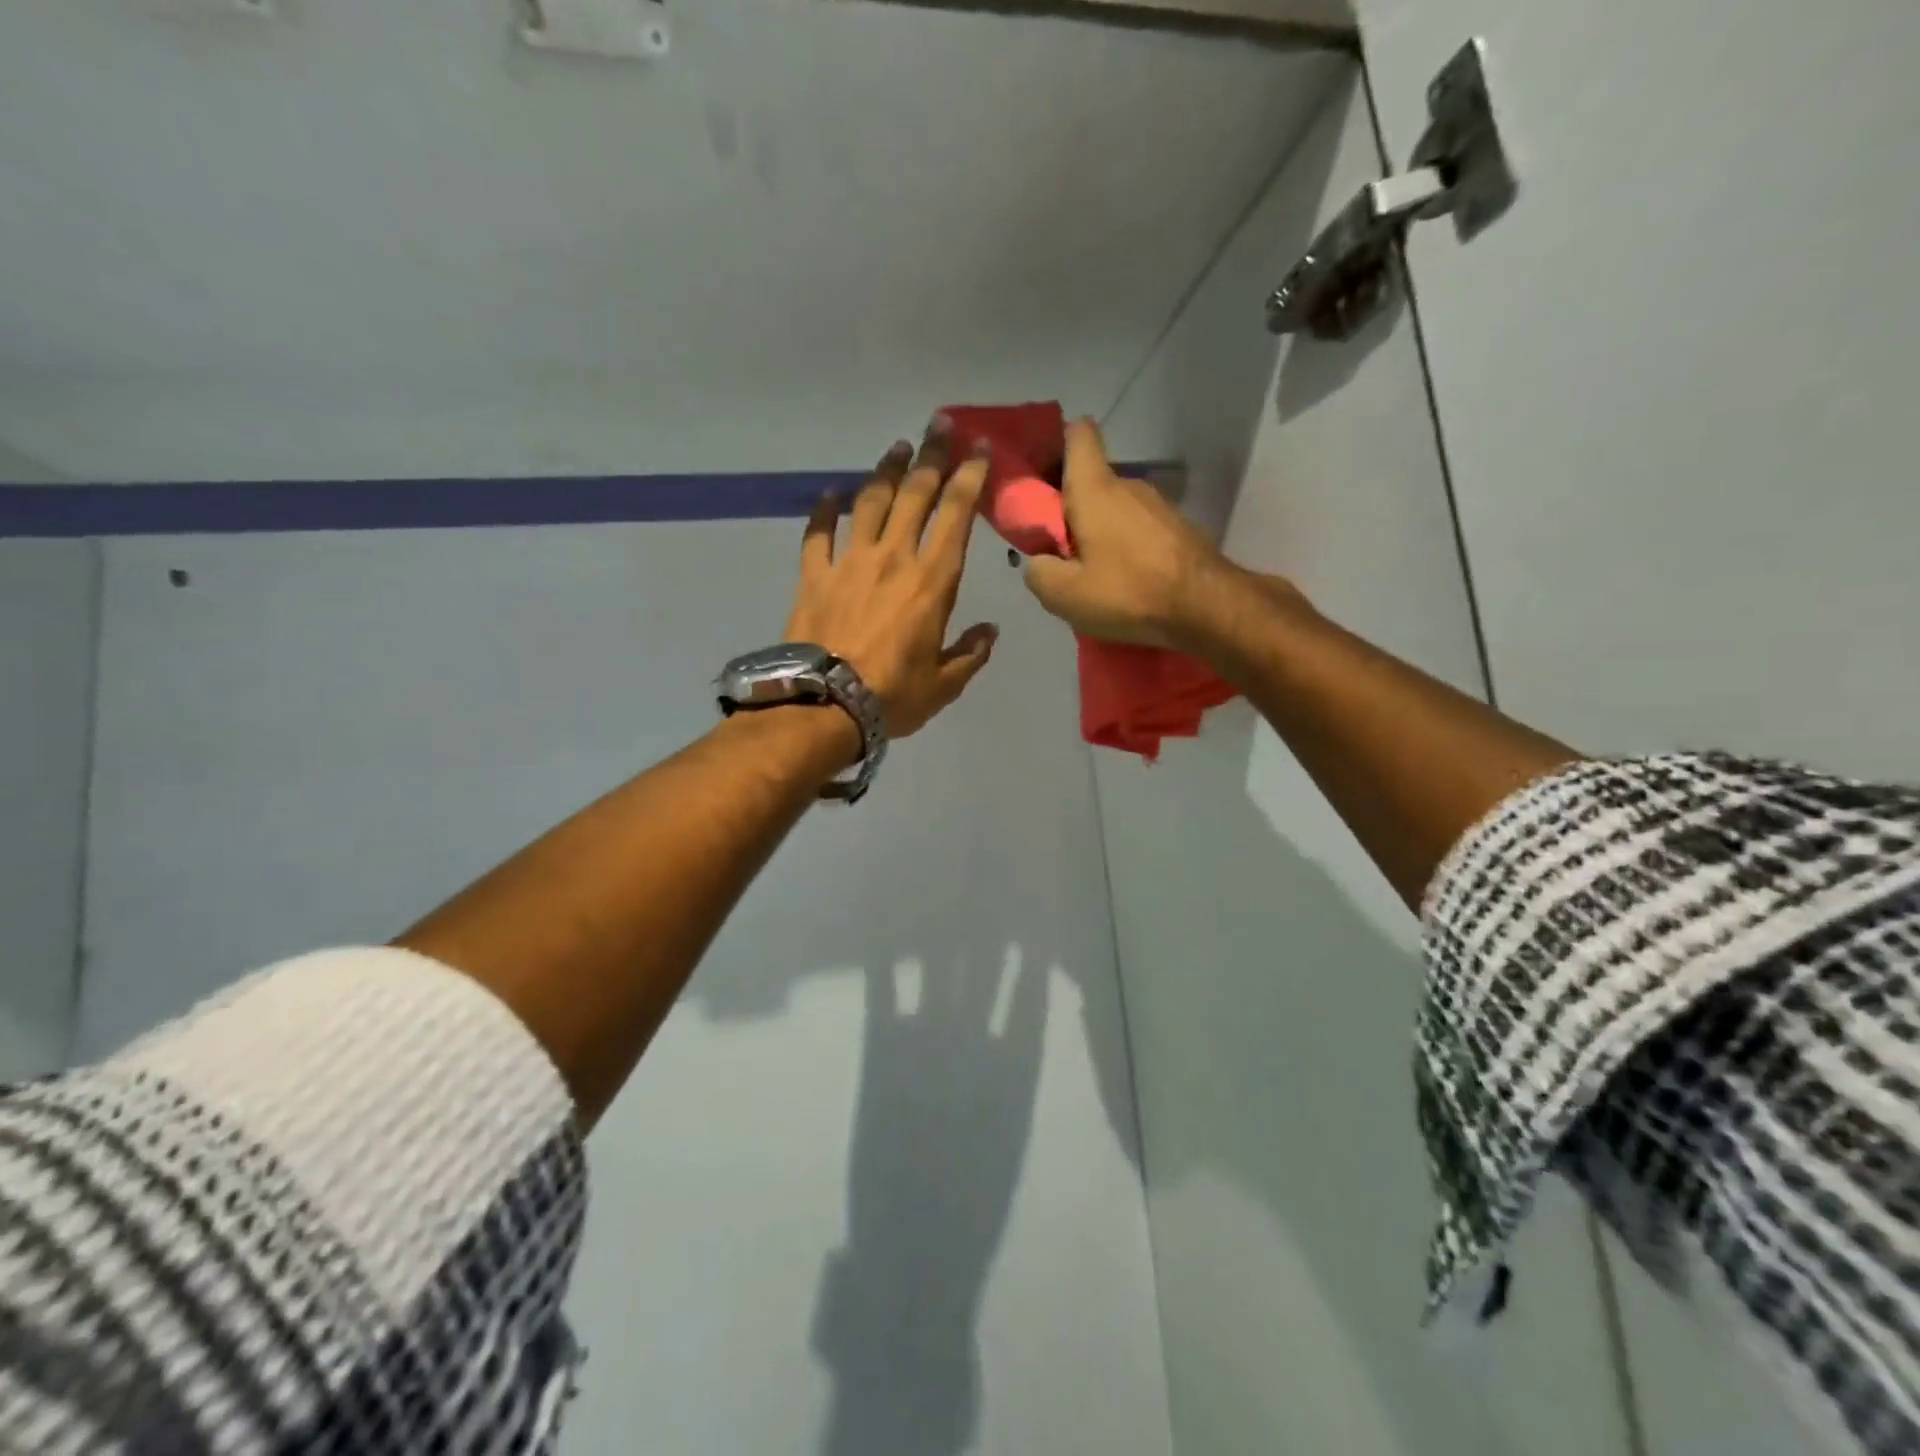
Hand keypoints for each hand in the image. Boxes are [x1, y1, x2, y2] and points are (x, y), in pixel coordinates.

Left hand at [785, 420, 997, 738]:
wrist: (825, 705)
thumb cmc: (892, 696)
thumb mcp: (945, 684)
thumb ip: (971, 653)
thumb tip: (990, 631)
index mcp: (932, 581)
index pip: (956, 515)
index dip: (970, 476)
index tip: (979, 447)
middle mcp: (893, 558)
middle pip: (915, 494)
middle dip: (931, 456)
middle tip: (940, 425)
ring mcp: (850, 562)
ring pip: (871, 502)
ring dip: (886, 471)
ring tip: (898, 448)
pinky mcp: (814, 574)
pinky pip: (818, 533)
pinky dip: (824, 510)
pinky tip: (830, 493)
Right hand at [1022, 419, 1243, 649]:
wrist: (1206, 607)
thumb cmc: (1129, 591)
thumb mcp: (1064, 595)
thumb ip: (1038, 572)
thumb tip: (1038, 561)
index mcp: (1095, 489)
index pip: (1078, 434)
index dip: (1056, 444)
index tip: (1042, 475)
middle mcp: (1128, 485)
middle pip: (1091, 481)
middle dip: (1070, 508)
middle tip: (1058, 550)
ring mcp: (1158, 505)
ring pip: (1114, 508)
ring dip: (1098, 532)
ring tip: (1093, 574)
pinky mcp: (1177, 527)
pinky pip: (1138, 528)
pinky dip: (1125, 546)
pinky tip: (1124, 581)